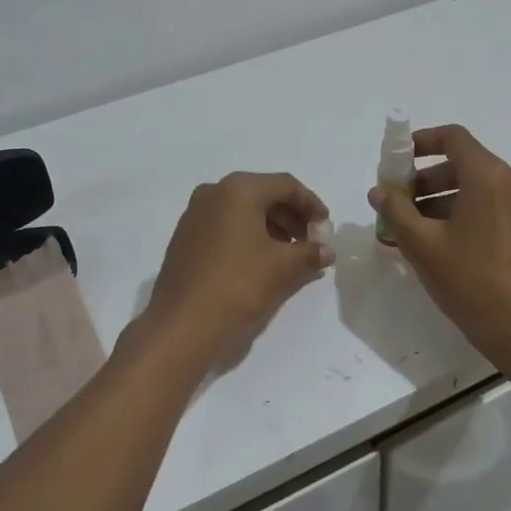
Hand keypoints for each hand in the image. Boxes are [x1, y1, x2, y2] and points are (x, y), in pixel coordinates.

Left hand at [138, 173, 333, 366]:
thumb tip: (326, 251)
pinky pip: (226, 227)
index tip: (326, 228)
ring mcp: (195, 214)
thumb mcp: (283, 267)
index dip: (311, 205)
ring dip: (272, 229)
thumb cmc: (238, 285)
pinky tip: (263, 262)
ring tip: (291, 257)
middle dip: (292, 217)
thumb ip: (310, 253)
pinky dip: (249, 237)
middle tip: (311, 243)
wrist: (183, 324)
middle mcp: (213, 193)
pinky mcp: (186, 237)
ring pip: (243, 212)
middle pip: (263, 195)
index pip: (286, 186)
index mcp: (238, 189)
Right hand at [367, 125, 510, 365]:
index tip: (397, 160)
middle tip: (400, 202)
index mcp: (490, 176)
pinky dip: (469, 211)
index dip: (421, 142)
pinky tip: (447, 241)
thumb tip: (379, 191)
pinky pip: (496, 205)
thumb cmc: (471, 281)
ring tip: (417, 228)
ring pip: (481, 187)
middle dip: (428, 178)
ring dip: (446, 198)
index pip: (453, 138)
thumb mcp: (423, 245)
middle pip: (465, 164)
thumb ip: (396, 211)